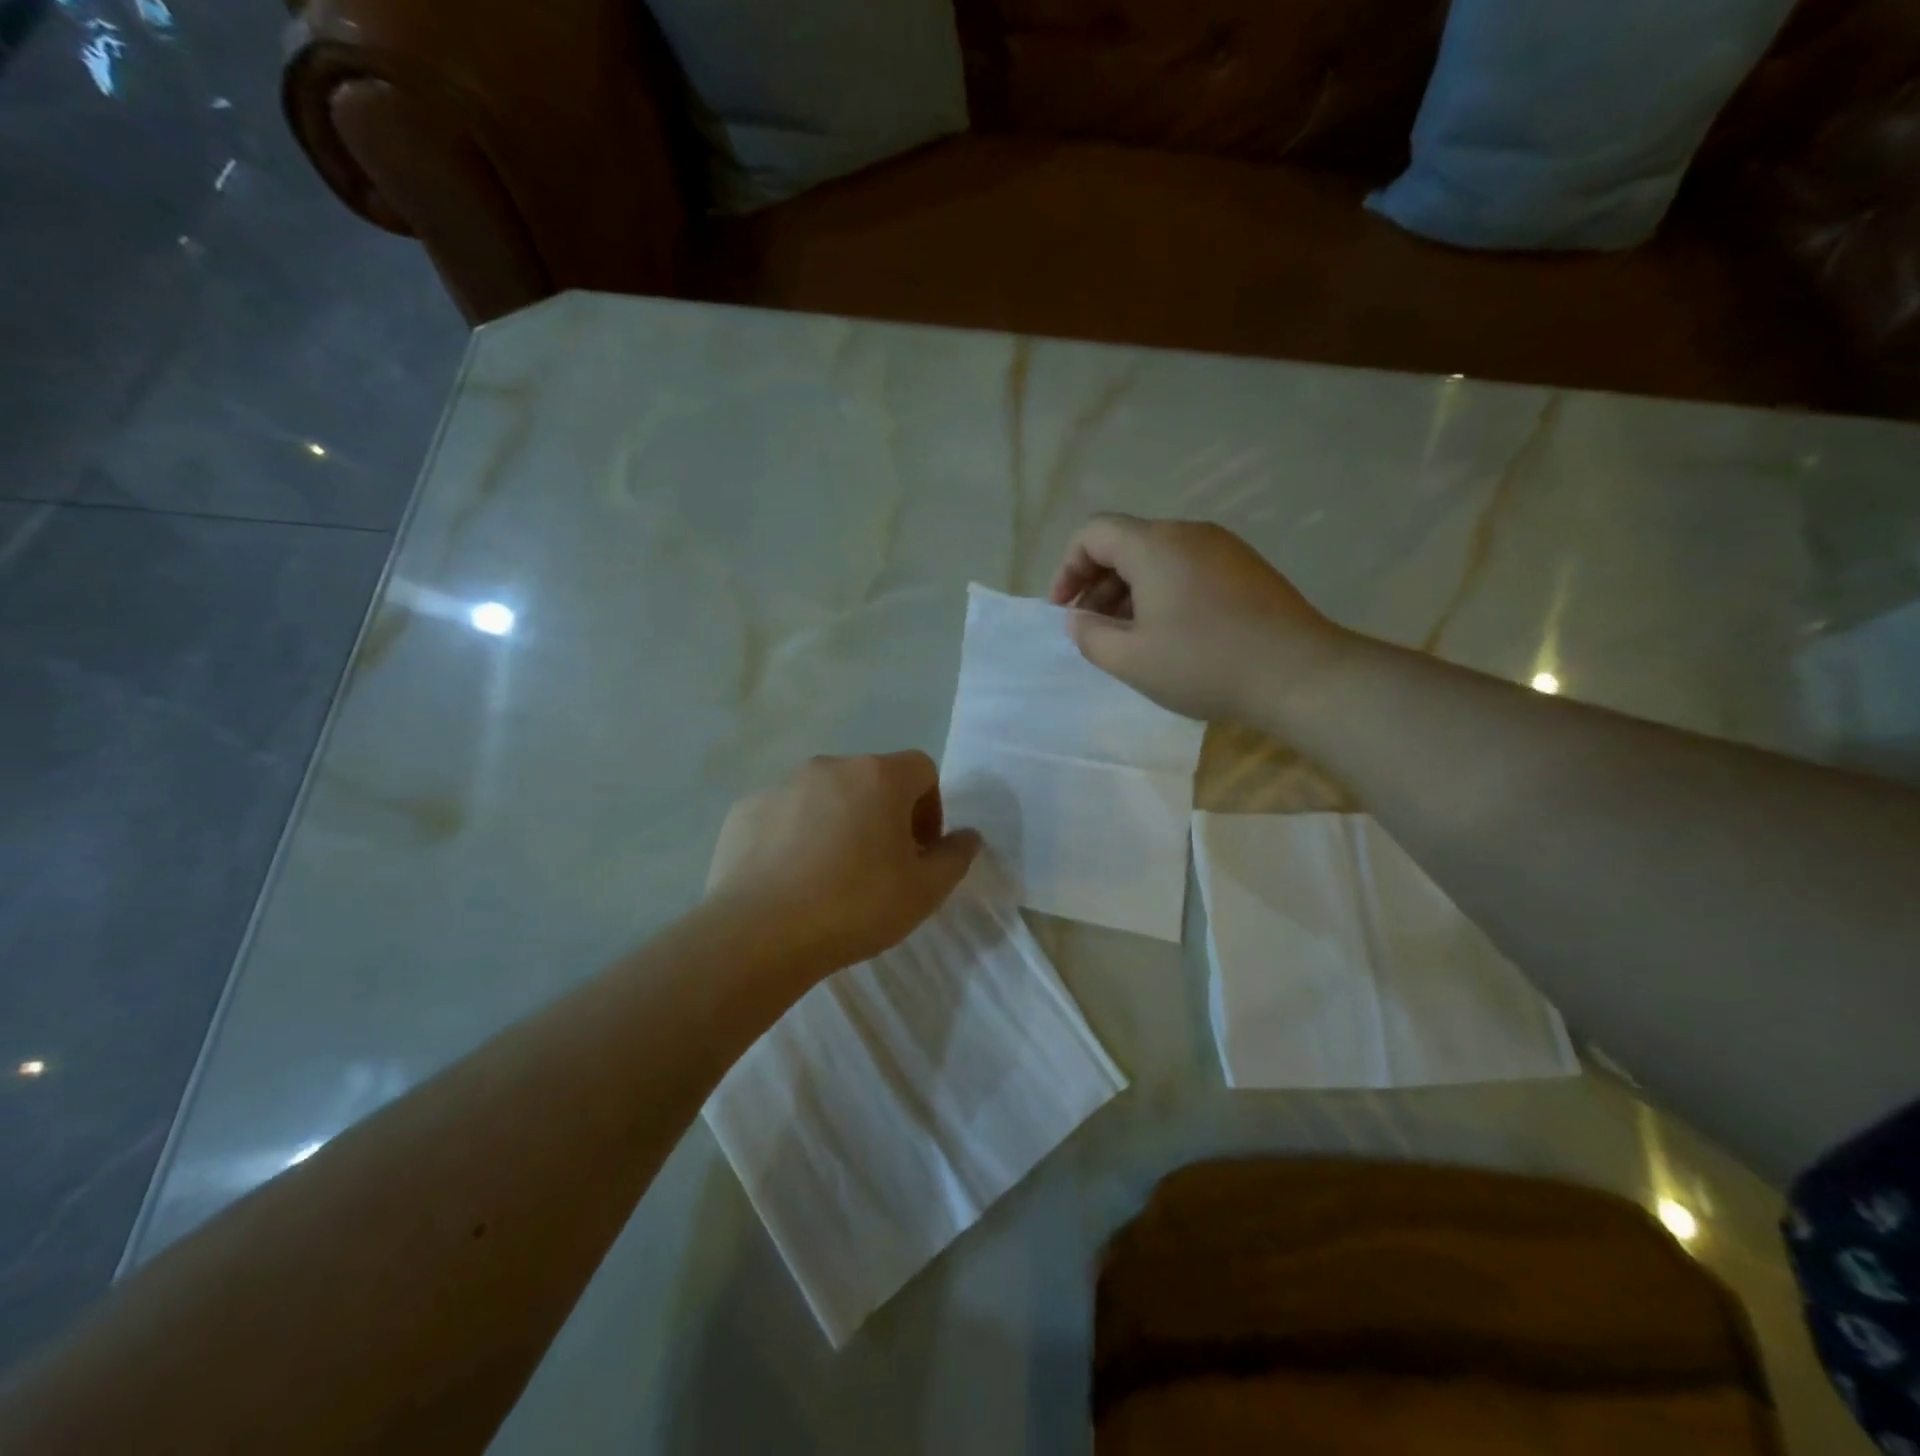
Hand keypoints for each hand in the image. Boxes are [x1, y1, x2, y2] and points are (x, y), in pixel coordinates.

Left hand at [706, 752, 981, 974]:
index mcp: (879, 776)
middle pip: (872, 779)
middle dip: (884, 814)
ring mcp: (782, 784)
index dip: (930, 807)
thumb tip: (968, 836)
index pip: (921, 769)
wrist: (760, 933)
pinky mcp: (746, 808)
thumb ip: (955, 857)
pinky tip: (791, 878)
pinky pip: (785, 813)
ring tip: (831, 874)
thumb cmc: (855, 906)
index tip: (919, 851)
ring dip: (839, 821)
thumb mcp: (925, 891)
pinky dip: (796, 834)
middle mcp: (830, 766)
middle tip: (880, 865)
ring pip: (826, 795)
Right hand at [1049, 514, 1349, 723]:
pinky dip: (1163, 591)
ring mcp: (1223, 548)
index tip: (1064, 608)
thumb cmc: (1204, 664)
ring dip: (1130, 589)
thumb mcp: (1131, 660)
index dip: (1068, 567)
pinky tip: (1168, 632)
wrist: (1298, 673)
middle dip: (1097, 581)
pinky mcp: (1246, 568)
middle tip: (1090, 626)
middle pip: (1126, 542)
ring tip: (1126, 634)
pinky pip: (1188, 567)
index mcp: (1155, 545)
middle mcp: (1188, 533)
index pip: (1094, 532)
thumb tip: (1078, 619)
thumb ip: (1090, 636)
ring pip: (1158, 556)